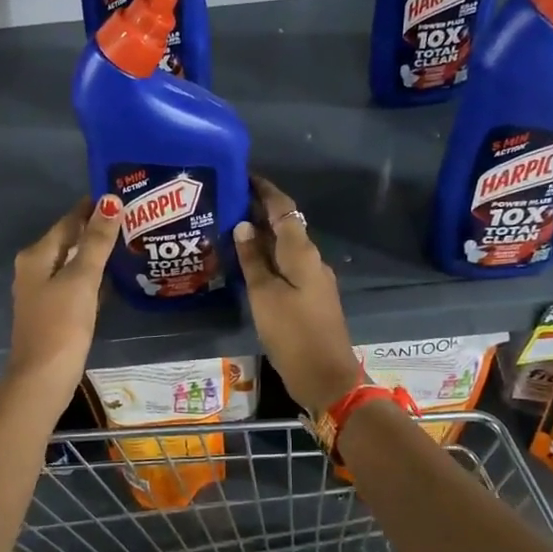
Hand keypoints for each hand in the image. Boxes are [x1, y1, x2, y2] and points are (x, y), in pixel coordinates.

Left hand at [8, 196, 121, 399]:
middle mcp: (34, 269)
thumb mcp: (81, 279)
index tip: (120, 195)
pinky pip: (75, 283)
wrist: (43, 377)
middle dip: (96, 229)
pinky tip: (112, 277)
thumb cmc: (61, 324)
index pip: (68, 221)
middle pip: (69, 240)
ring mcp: (42, 292)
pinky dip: (92, 276)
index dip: (92, 208)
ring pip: (72, 262)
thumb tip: (111, 201)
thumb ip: (97, 241)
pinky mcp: (53, 312)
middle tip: (132, 218)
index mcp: (37, 255)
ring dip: (96, 253)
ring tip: (128, 242)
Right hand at [232, 178, 361, 414]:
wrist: (326, 377)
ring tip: (229, 229)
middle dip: (259, 211)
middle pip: (285, 226)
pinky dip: (266, 259)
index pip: (283, 209)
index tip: (242, 175)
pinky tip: (246, 265)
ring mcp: (312, 280)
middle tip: (226, 202)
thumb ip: (253, 260)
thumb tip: (244, 225)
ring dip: (261, 236)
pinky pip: (286, 267)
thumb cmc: (293, 333)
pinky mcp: (309, 298)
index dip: (265, 190)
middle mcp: (311, 260)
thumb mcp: (265, 295)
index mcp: (302, 252)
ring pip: (285, 248)